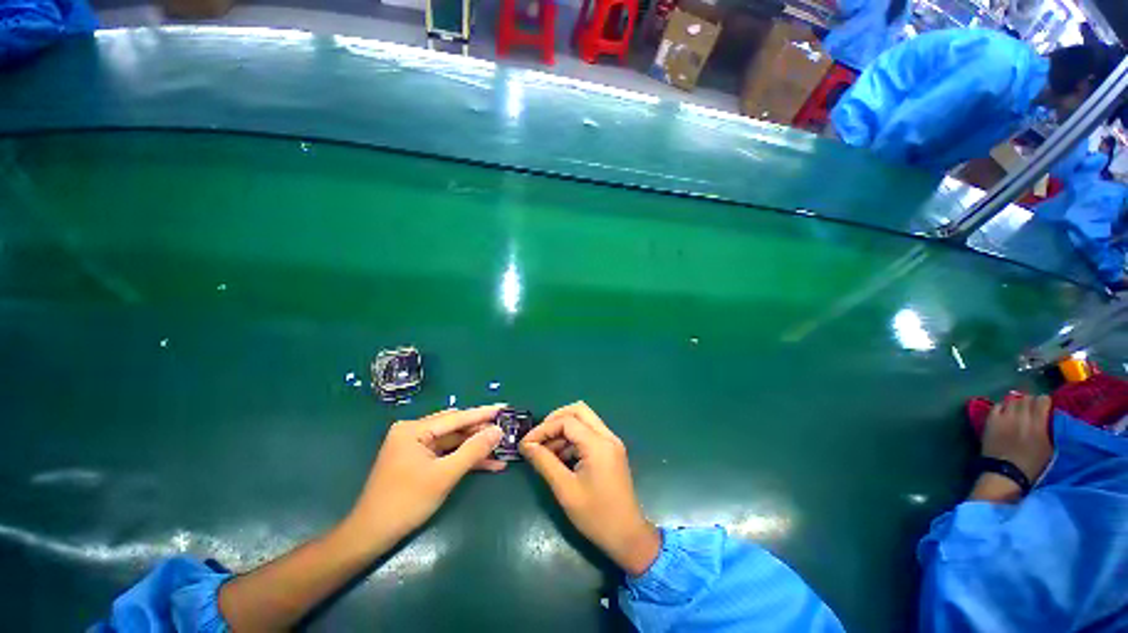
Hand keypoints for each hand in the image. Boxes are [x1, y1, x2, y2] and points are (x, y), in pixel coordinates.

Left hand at [345, 405, 506, 550]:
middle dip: (481, 432)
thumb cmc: (405, 503)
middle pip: (456, 428)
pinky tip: (488, 464)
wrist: (371, 537)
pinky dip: (465, 459)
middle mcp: (414, 432)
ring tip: (502, 449)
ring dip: (476, 448)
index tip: (504, 408)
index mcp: (414, 429)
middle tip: (506, 431)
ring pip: (454, 442)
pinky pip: (447, 454)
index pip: (456, 417)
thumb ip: (473, 450)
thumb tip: (498, 431)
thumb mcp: (444, 476)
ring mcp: (416, 447)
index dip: (483, 414)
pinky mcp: (419, 461)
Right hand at [520, 402, 659, 576]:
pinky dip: (573, 438)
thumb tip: (526, 445)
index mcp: (598, 444)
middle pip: (578, 411)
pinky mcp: (611, 450)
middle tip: (539, 438)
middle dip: (555, 420)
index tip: (526, 443)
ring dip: (563, 429)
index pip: (567, 421)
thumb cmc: (596, 516)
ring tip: (545, 451)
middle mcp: (607, 436)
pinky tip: (560, 457)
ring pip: (584, 420)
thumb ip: (544, 462)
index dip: (544, 429)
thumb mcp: (565, 489)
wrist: (627, 537)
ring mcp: (611, 442)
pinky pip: (589, 433)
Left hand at [980, 393, 1052, 484]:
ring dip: (1016, 403)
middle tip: (1032, 408)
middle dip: (1031, 401)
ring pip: (1011, 400)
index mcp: (1038, 424)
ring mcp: (1003, 417)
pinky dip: (1002, 406)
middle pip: (1026, 398)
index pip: (1042, 400)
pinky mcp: (990, 420)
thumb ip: (1049, 429)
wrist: (1005, 472)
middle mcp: (1021, 417)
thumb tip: (1049, 417)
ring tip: (1019, 410)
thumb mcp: (1050, 447)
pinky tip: (1005, 413)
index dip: (1045, 401)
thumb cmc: (1031, 464)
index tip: (1046, 405)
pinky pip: (996, 406)